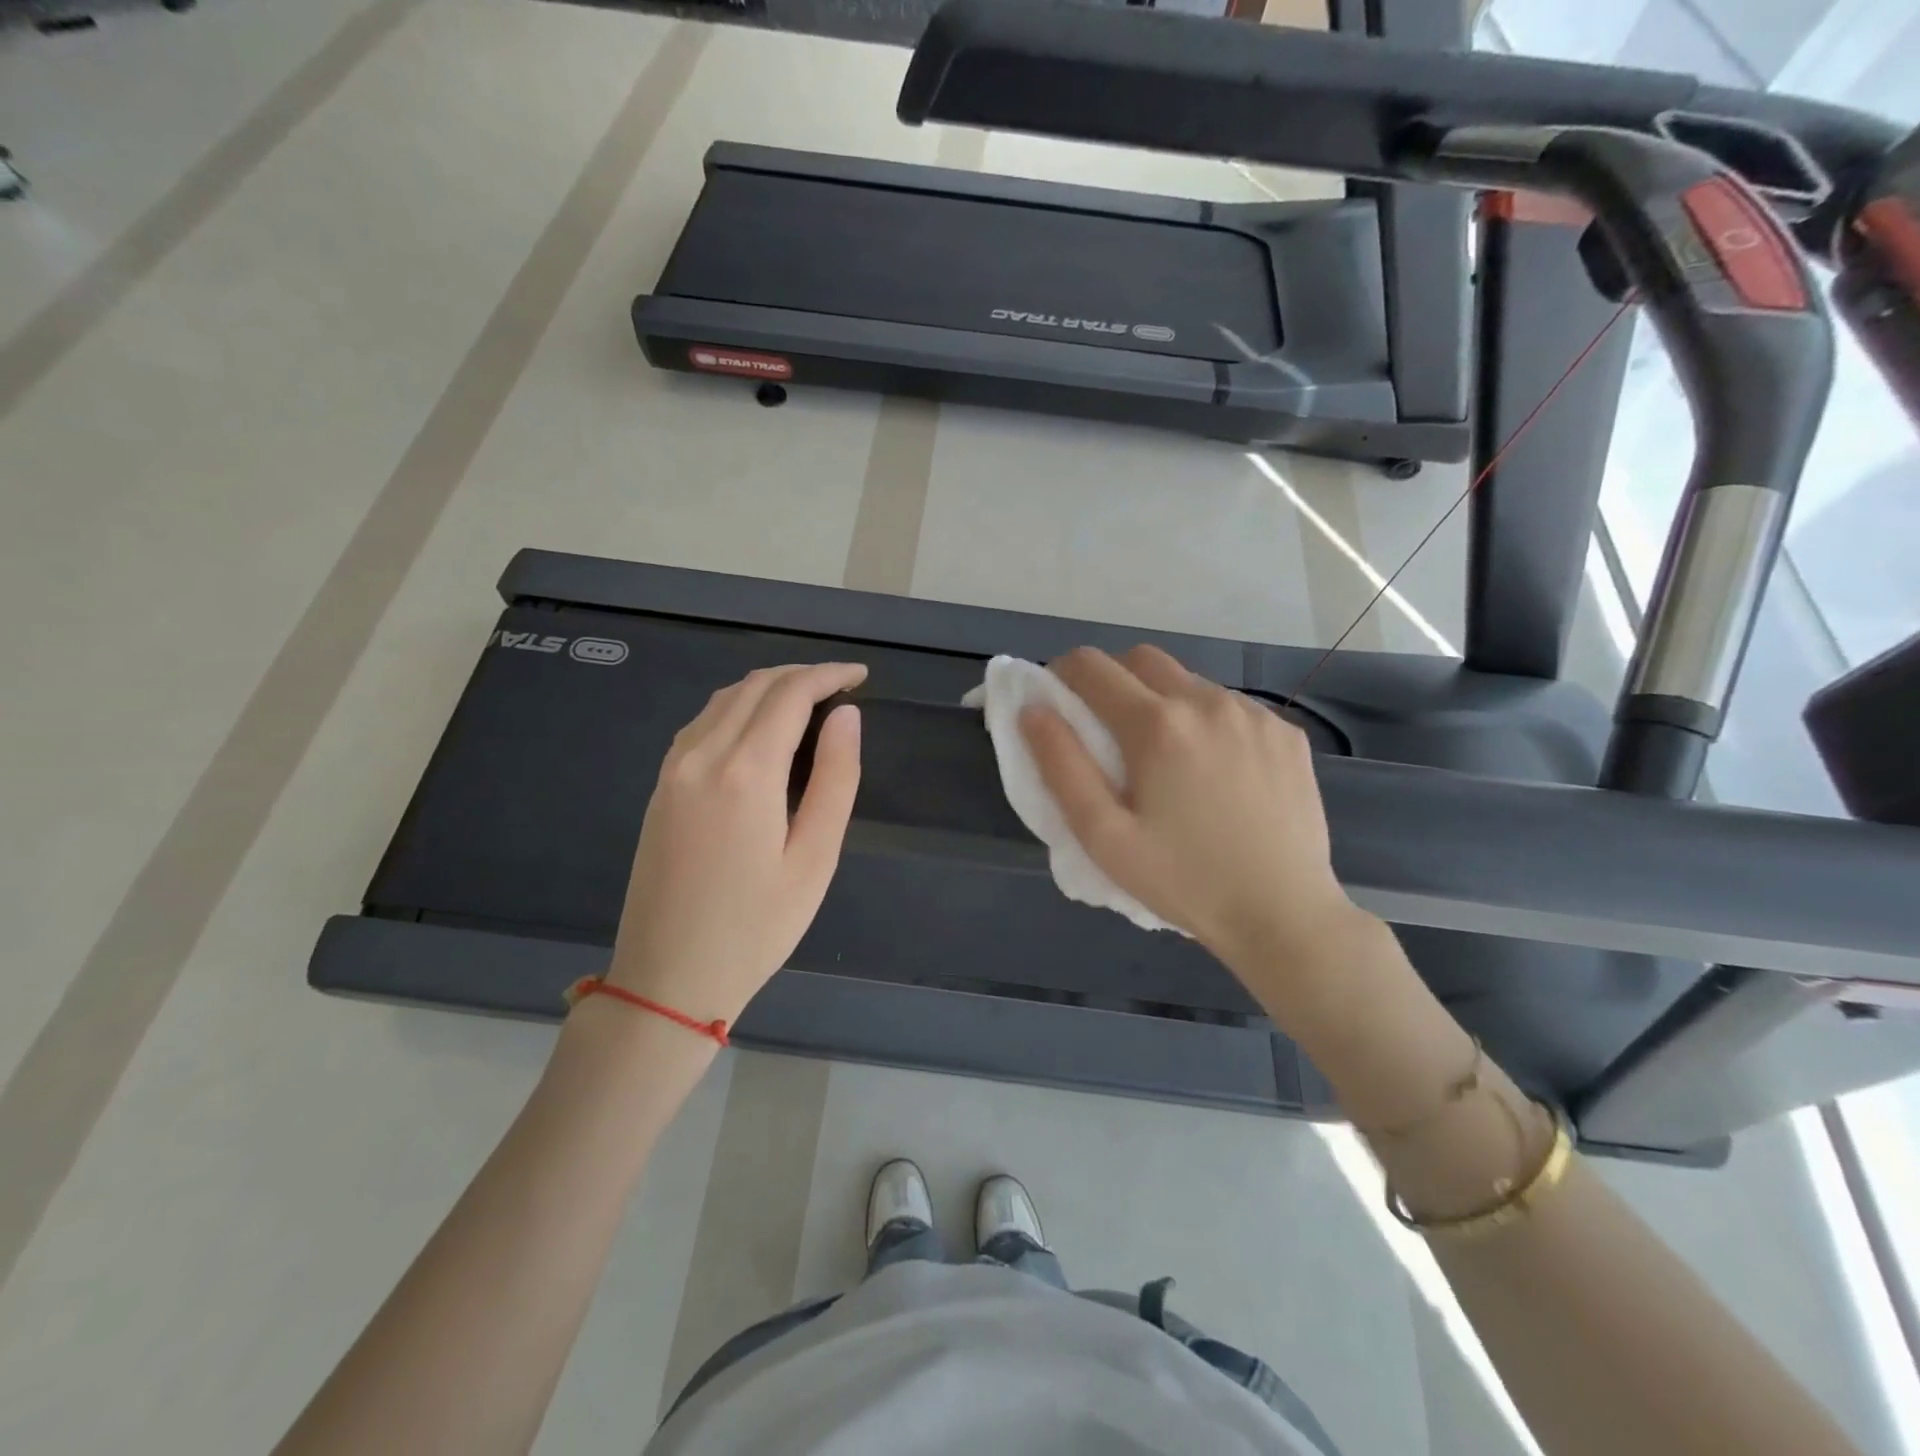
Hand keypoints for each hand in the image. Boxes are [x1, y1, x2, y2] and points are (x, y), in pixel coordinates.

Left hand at [609, 662, 865, 1025]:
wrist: (668, 979)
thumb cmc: (756, 928)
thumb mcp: (815, 859)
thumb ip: (836, 780)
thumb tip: (847, 716)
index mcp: (745, 772)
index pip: (790, 694)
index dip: (829, 675)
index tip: (862, 676)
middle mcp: (702, 756)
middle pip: (754, 686)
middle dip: (802, 675)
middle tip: (842, 687)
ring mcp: (673, 770)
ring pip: (723, 699)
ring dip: (768, 687)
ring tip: (809, 701)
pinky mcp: (660, 787)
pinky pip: (701, 723)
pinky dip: (737, 708)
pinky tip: (759, 728)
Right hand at [1021, 645, 1359, 976]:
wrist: (1283, 914)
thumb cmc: (1181, 881)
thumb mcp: (1103, 835)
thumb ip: (1061, 765)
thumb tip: (1032, 709)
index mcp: (1157, 724)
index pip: (1091, 666)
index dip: (1062, 674)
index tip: (1057, 702)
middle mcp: (1207, 702)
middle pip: (1142, 659)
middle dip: (1112, 678)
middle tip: (1106, 728)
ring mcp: (1254, 714)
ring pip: (1189, 681)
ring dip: (1162, 700)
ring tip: (1165, 758)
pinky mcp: (1285, 733)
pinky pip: (1230, 706)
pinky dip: (1206, 720)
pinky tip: (1215, 771)